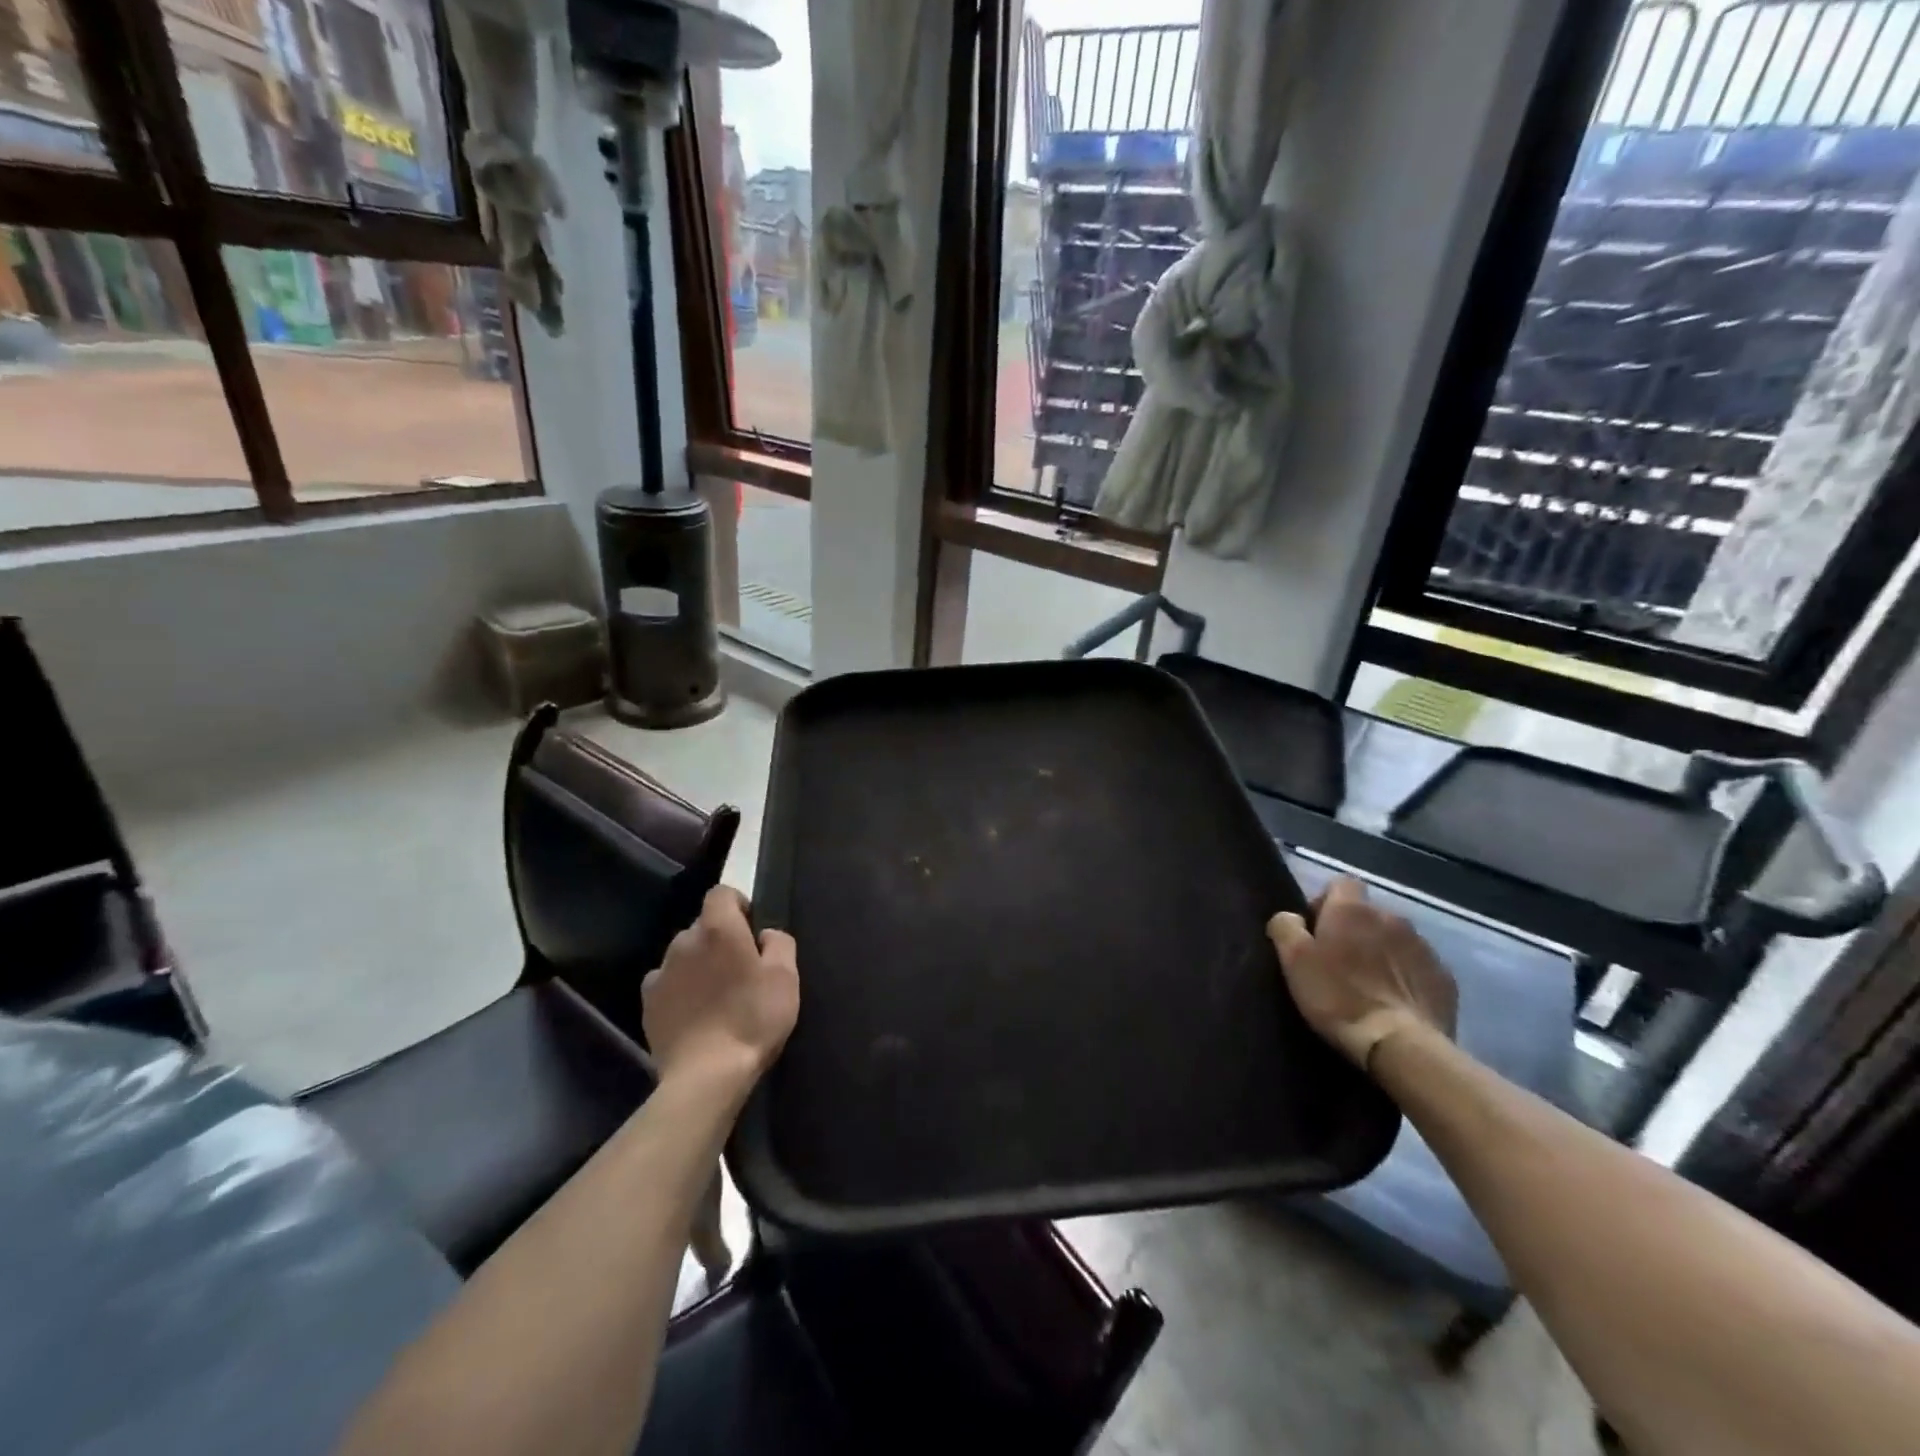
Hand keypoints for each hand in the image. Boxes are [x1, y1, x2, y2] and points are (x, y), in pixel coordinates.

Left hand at [643, 888, 798, 1087]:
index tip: (752, 931)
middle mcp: (683, 941)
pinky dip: (680, 989)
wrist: (707, 1075)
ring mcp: (661, 972)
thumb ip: (779, 942)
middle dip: (720, 939)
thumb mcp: (786, 977)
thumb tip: (764, 935)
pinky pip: (667, 982)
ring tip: (717, 996)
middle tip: (741, 970)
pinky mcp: (648, 1003)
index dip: (738, 905)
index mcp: (718, 928)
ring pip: (684, 954)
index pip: (721, 893)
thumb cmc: (753, 1018)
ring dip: (699, 964)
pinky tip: (695, 1013)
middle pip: (703, 926)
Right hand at [1267, 877, 1457, 1071]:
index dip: (1326, 902)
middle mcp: (1392, 918)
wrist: (1400, 1045)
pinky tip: (1395, 1002)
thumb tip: (1291, 917)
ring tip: (1369, 985)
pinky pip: (1418, 967)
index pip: (1342, 883)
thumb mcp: (1293, 960)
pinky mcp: (1445, 978)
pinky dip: (1406, 977)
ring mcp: (1423, 948)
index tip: (1316, 931)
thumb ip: (1286, 927)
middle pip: (1369, 914)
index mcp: (1353, 910)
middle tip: (1338, 963)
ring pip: (1395, 939)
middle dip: (1355, 931)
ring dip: (1382, 952)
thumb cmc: (1338, 997)